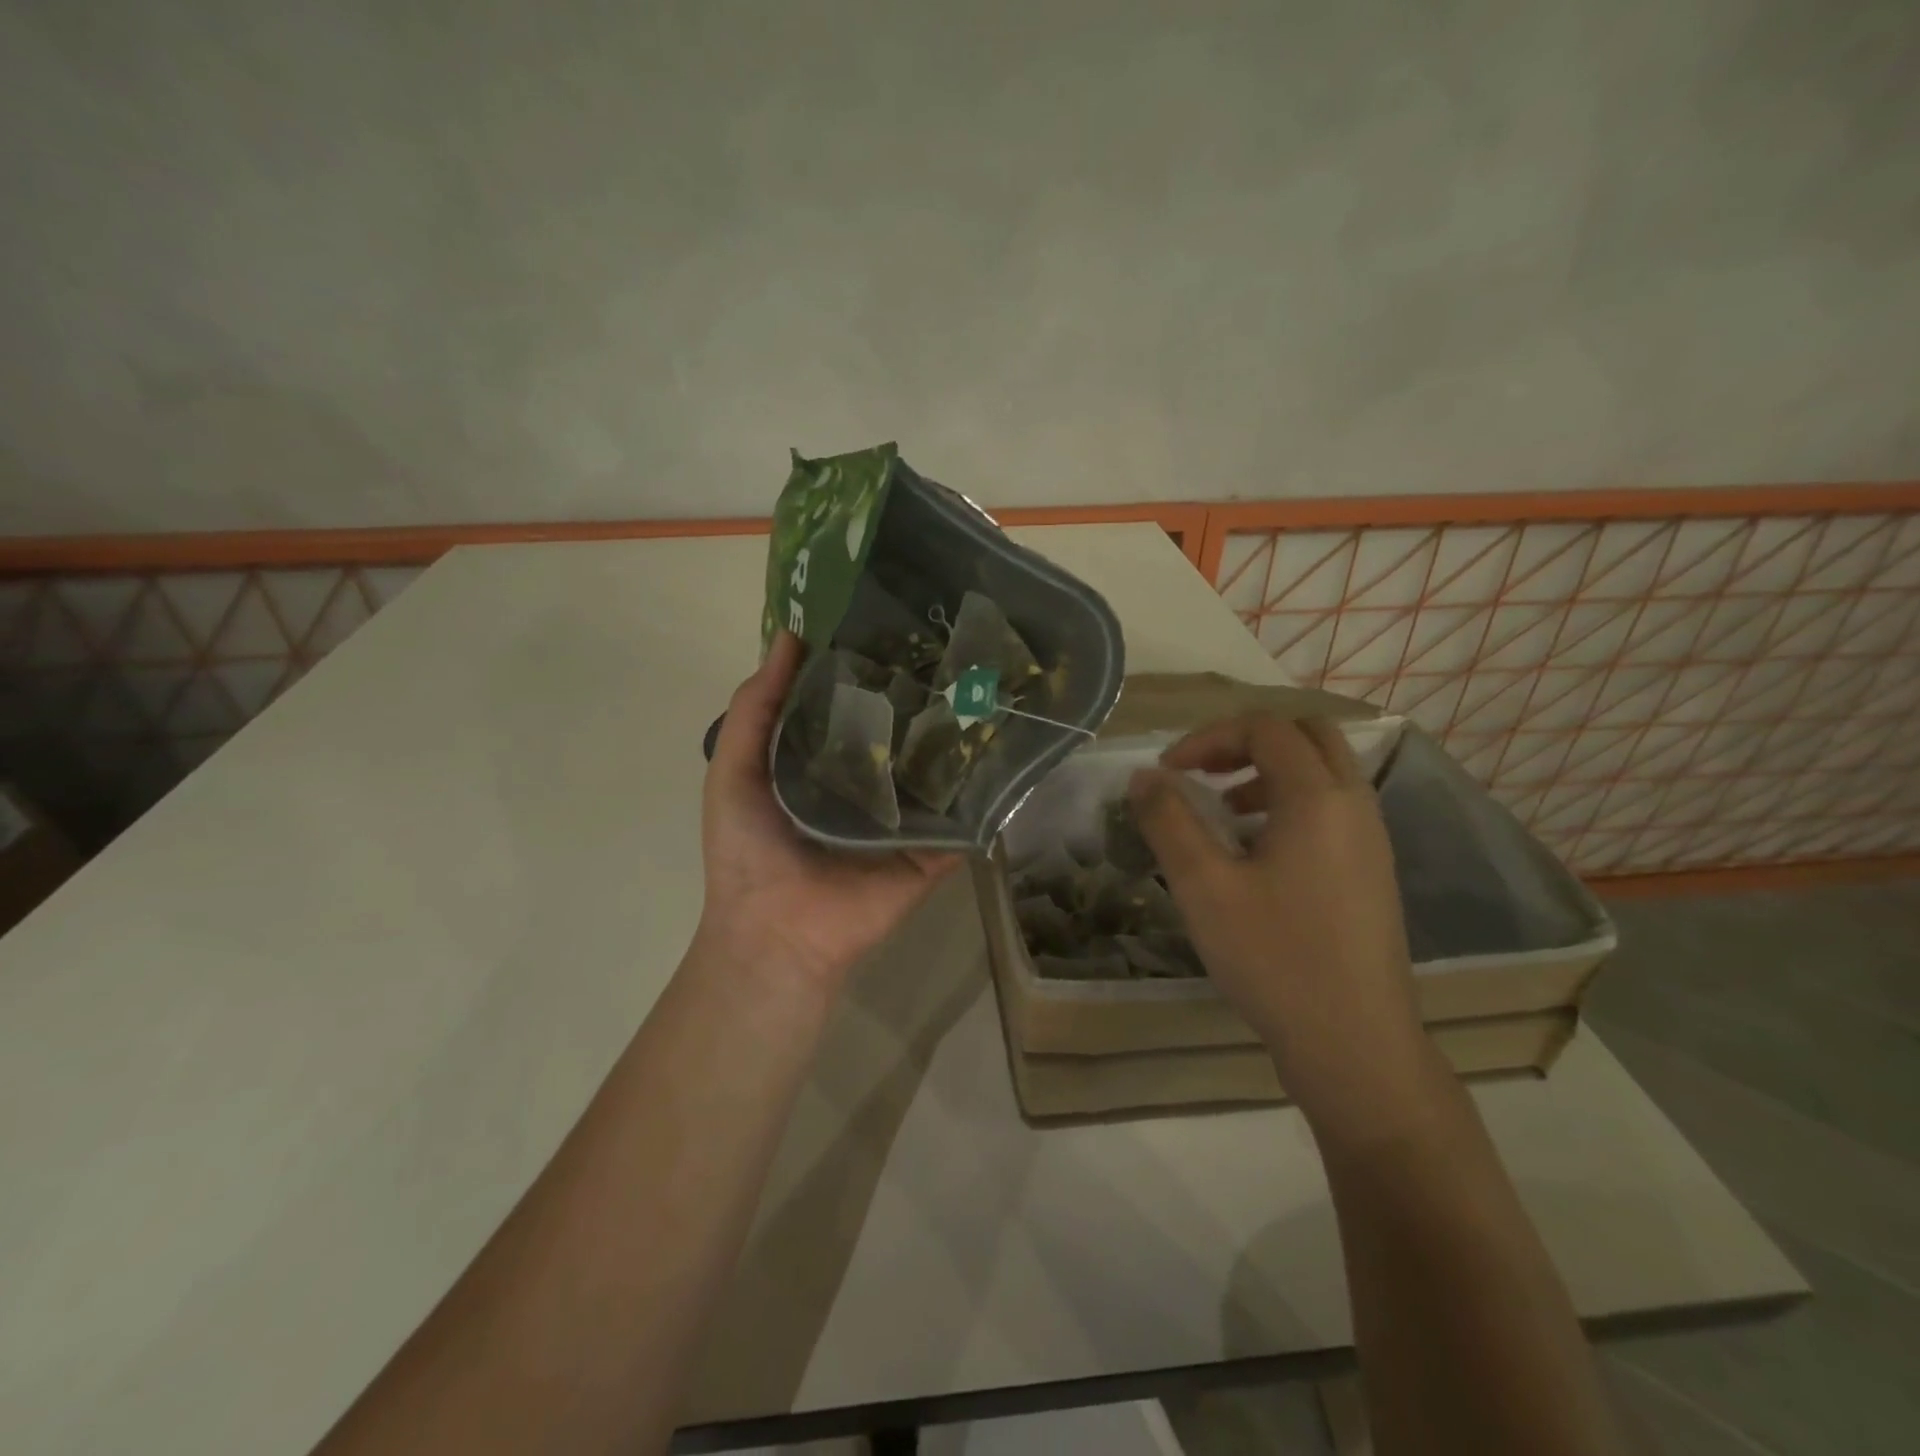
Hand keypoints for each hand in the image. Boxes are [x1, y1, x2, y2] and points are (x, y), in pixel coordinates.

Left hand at [696, 631, 957, 996]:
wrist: (775, 931)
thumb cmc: (748, 848)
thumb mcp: (734, 767)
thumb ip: (756, 707)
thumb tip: (789, 636)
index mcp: (826, 761)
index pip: (855, 703)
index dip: (869, 665)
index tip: (897, 618)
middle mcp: (871, 781)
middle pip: (903, 730)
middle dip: (923, 691)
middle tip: (956, 642)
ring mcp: (907, 815)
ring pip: (939, 767)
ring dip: (960, 731)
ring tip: (991, 678)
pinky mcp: (935, 847)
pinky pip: (964, 813)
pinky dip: (985, 786)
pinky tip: (1011, 741)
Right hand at [1130, 714, 1431, 1132]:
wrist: (1355, 1045)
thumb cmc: (1274, 958)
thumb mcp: (1203, 886)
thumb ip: (1168, 820)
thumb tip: (1144, 777)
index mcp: (1318, 797)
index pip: (1264, 728)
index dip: (1208, 737)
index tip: (1168, 772)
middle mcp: (1355, 805)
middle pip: (1306, 735)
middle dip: (1247, 742)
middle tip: (1204, 772)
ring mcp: (1372, 839)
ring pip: (1324, 772)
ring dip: (1270, 772)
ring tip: (1224, 811)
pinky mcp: (1372, 872)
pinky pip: (1333, 808)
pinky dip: (1291, 803)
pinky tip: (1257, 853)